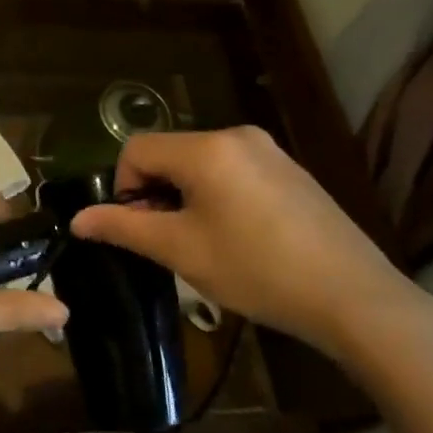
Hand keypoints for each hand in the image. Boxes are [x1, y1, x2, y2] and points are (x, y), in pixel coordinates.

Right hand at [70, 127, 432, 362]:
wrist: (354, 297)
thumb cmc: (257, 270)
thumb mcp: (181, 250)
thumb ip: (124, 227)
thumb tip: (78, 219)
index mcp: (206, 148)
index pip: (136, 149)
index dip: (124, 188)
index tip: (139, 231)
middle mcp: (237, 135)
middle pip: (169, 154)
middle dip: (156, 194)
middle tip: (170, 242)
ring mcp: (269, 151)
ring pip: (201, 164)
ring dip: (185, 197)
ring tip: (204, 244)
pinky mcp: (291, 171)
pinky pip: (233, 171)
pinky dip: (218, 196)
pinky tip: (239, 239)